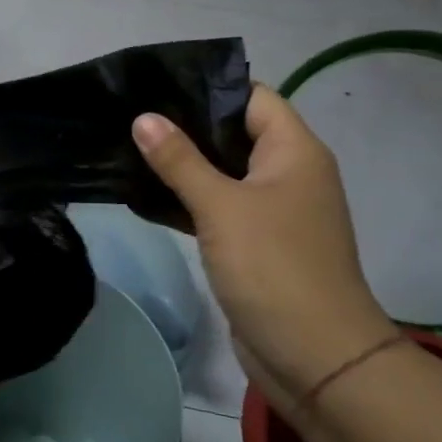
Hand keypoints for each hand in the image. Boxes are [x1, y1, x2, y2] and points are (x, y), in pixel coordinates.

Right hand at [132, 84, 398, 405]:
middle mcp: (287, 174)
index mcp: (294, 151)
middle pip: (233, 133)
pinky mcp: (254, 244)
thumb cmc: (274, 267)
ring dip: (181, 165)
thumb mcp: (221, 206)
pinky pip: (216, 209)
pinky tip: (142, 195)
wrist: (315, 358)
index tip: (157, 82)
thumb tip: (143, 117)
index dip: (209, 87)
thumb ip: (180, 160)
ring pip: (221, 173)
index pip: (252, 98)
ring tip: (126, 146)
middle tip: (130, 112)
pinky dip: (185, 201)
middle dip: (185, 125)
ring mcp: (271, 211)